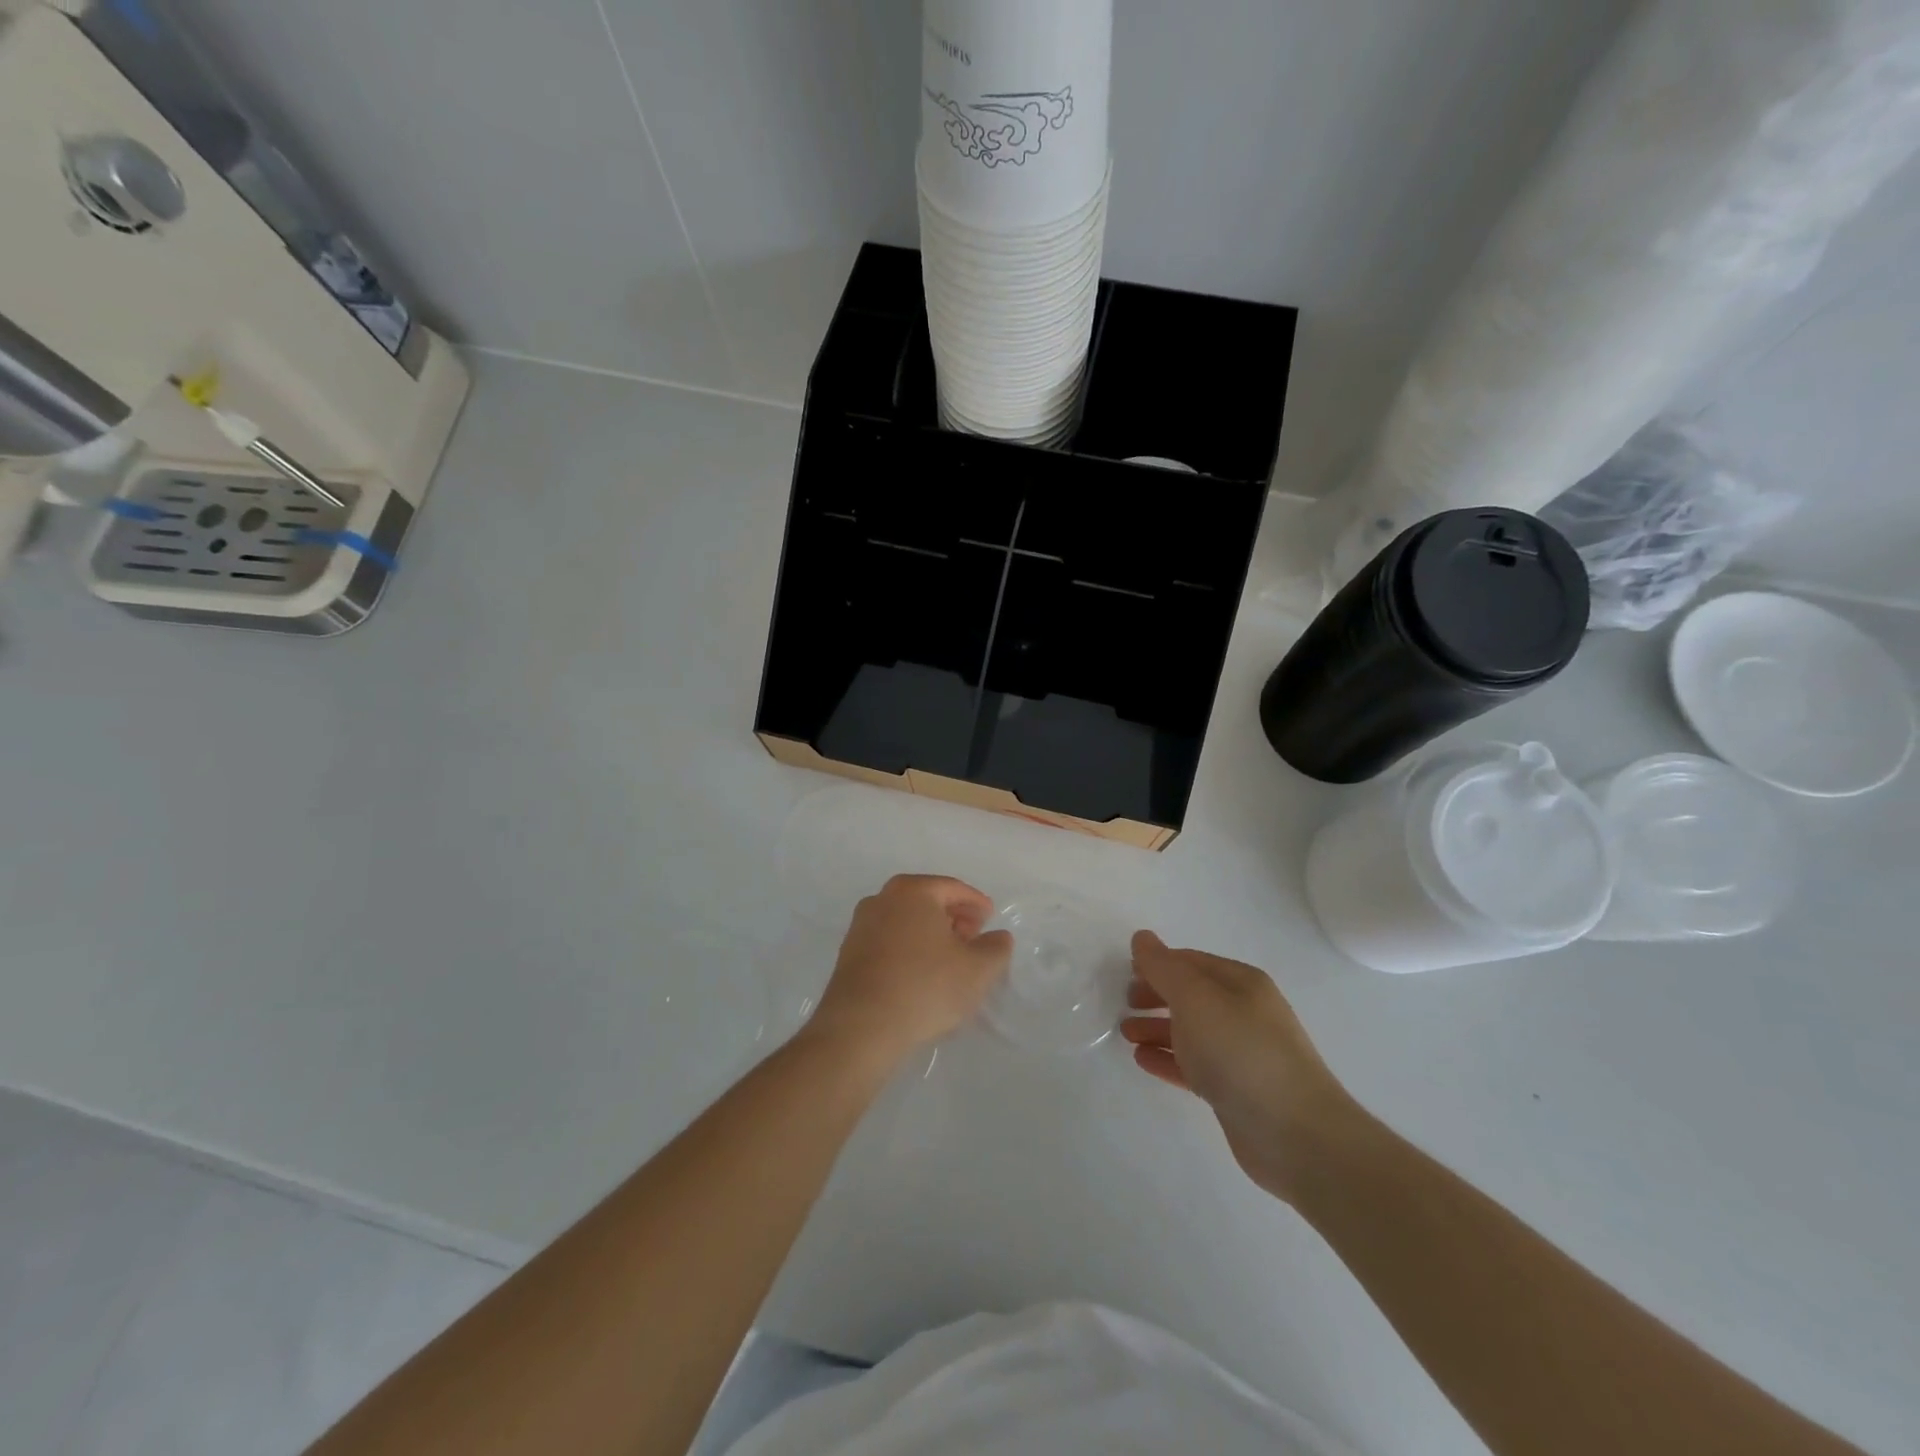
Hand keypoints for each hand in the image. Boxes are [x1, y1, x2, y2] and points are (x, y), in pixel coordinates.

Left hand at [807, 875, 1013, 1067]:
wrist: (862, 1027)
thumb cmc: (925, 987)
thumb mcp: (977, 969)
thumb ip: (996, 948)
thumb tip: (998, 937)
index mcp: (913, 891)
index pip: (953, 888)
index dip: (977, 904)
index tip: (990, 919)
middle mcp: (882, 898)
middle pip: (927, 900)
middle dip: (953, 916)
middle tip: (973, 938)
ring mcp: (860, 925)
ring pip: (906, 920)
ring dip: (929, 933)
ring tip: (949, 959)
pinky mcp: (849, 953)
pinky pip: (888, 940)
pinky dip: (909, 948)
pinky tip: (921, 974)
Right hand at [1121, 931, 1360, 1202]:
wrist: (1296, 1136)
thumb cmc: (1242, 1053)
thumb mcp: (1196, 999)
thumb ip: (1164, 968)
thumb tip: (1142, 938)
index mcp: (1241, 983)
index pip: (1191, 961)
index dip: (1157, 963)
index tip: (1124, 972)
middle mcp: (1244, 1012)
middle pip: (1191, 995)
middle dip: (1156, 995)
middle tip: (1124, 1003)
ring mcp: (1242, 1053)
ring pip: (1190, 1031)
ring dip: (1157, 1028)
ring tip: (1125, 1034)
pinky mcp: (1236, 1091)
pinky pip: (1194, 1065)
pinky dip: (1168, 1059)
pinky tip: (1143, 1060)